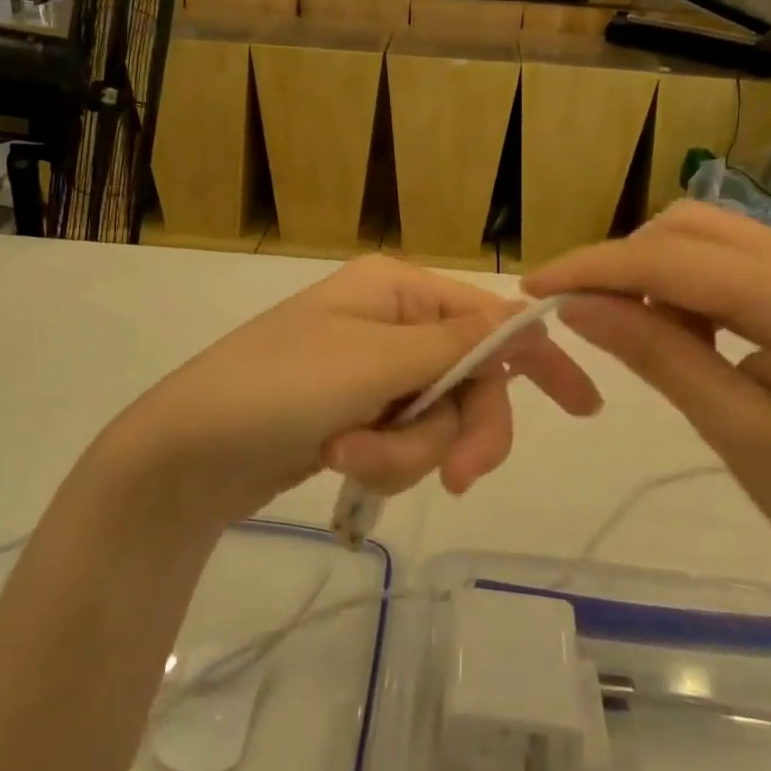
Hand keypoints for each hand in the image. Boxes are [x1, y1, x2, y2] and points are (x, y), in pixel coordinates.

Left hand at [97, 255, 600, 529]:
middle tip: (457, 480)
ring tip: (348, 459)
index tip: (584, 407)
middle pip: (469, 380)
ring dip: (403, 453)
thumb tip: (521, 319)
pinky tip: (338, 462)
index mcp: (397, 290)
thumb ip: (455, 346)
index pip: (490, 318)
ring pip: (436, 421)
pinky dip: (380, 461)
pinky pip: (402, 442)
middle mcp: (391, 323)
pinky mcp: (357, 415)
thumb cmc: (278, 388)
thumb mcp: (373, 363)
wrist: (186, 453)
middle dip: (458, 431)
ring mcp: (373, 372)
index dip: (538, 358)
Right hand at [524, 202, 770, 616]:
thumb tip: (576, 304)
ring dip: (657, 271)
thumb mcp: (736, 433)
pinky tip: (688, 333)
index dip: (592, 268)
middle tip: (584, 318)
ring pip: (709, 236)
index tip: (531, 288)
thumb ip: (655, 354)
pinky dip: (692, 283)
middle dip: (623, 263)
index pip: (670, 259)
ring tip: (639, 334)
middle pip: (688, 227)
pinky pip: (736, 261)